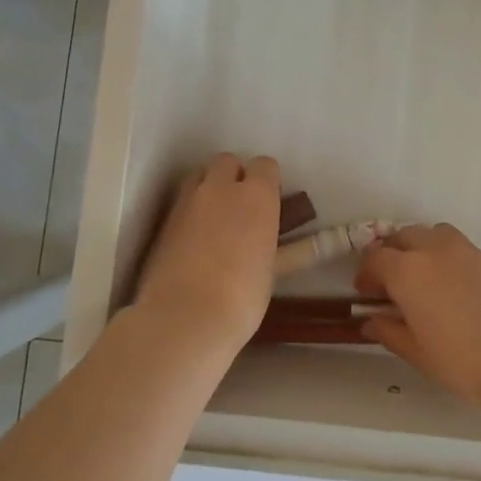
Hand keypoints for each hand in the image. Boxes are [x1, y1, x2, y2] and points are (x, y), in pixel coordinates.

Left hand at [134, 153, 282, 352]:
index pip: (265, 165)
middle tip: (241, 208)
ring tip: (215, 219)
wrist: (184, 318)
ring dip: (209, 187)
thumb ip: (290, 248)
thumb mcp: (273, 271)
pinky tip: (193, 240)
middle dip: (235, 176)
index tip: (270, 202)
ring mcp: (186, 202)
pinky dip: (189, 211)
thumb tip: (318, 241)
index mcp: (256, 195)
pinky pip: (180, 202)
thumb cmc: (242, 296)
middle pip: (227, 162)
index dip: (268, 181)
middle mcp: (220, 188)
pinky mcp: (162, 221)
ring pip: (199, 176)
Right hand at [355, 223, 480, 415]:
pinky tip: (461, 290)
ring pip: (436, 234)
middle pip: (404, 236)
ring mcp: (469, 252)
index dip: (366, 273)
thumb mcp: (418, 353)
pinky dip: (452, 260)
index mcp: (410, 272)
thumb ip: (390, 331)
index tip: (367, 293)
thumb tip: (372, 321)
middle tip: (392, 282)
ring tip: (426, 276)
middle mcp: (436, 251)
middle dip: (392, 253)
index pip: (376, 258)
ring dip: (423, 247)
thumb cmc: (464, 362)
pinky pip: (464, 250)